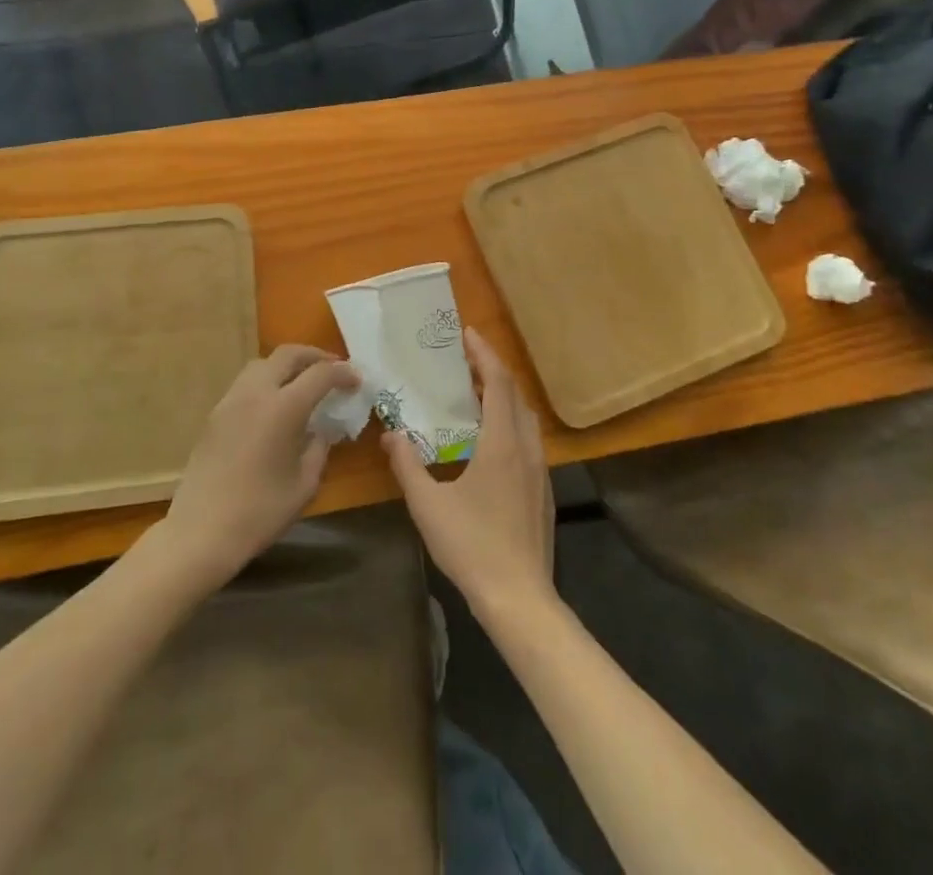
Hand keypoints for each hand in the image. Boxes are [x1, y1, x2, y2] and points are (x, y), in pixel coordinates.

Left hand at [160, 346, 358, 589]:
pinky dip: (268, 381)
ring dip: (288, 365)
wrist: (200, 532)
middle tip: (333, 369)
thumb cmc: (260, 513)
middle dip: (315, 356)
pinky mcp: (215, 414)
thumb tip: (321, 430)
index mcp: (283, 408)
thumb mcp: (305, 484)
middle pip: (288, 354)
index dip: (343, 373)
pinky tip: (276, 405)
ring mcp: (231, 400)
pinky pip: (247, 383)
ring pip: (263, 363)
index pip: (320, 374)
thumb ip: (318, 448)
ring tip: (304, 383)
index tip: (357, 381)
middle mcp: (256, 393)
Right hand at [384, 329, 555, 624]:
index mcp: (502, 443)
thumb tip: (390, 434)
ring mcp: (539, 470)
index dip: (484, 354)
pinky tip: (487, 440)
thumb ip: (407, 465)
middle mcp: (526, 448)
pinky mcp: (542, 490)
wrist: (519, 599)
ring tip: (473, 394)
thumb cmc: (472, 546)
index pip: (498, 383)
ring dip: (502, 397)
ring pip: (524, 418)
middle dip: (492, 371)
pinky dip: (508, 422)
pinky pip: (527, 439)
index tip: (467, 334)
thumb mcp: (428, 505)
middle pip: (515, 395)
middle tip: (463, 361)